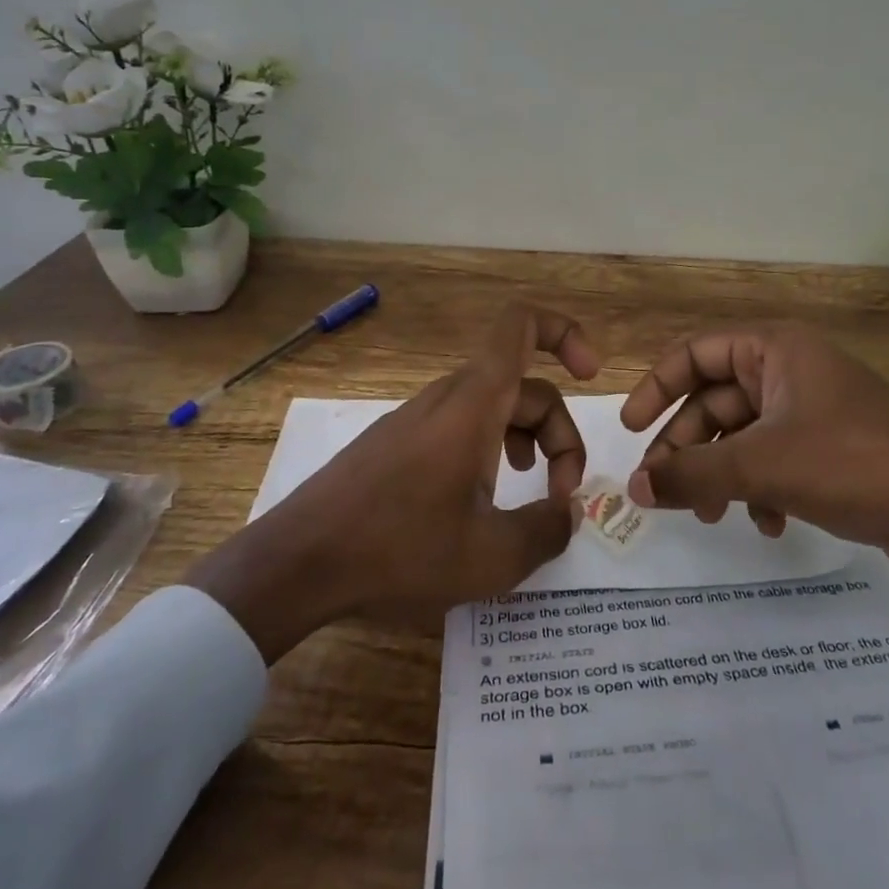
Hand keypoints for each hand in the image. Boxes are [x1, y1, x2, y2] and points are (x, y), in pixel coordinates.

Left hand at [185, 304, 596, 661]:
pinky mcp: (397, 441)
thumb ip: (547, 531)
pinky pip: (461, 425)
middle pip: (523, 387)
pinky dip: (490, 449)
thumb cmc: (399, 550)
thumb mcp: (491, 557)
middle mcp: (448, 397)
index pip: (521, 326)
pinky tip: (481, 501)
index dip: (565, 333)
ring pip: (493, 408)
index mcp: (474, 404)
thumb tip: (570, 514)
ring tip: (530, 491)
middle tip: (561, 496)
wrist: (297, 562)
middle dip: (558, 434)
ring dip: (526, 441)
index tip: (591, 375)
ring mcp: (418, 417)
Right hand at [620, 323, 888, 594]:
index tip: (629, 430)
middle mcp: (793, 373)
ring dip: (721, 474)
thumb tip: (632, 488)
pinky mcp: (834, 454)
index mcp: (777, 351)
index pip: (696, 354)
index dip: (657, 387)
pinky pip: (776, 463)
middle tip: (661, 489)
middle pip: (716, 401)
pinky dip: (762, 491)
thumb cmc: (857, 467)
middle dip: (688, 446)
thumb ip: (692, 475)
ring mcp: (815, 414)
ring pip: (743, 437)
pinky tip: (770, 525)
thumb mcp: (764, 467)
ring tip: (711, 517)